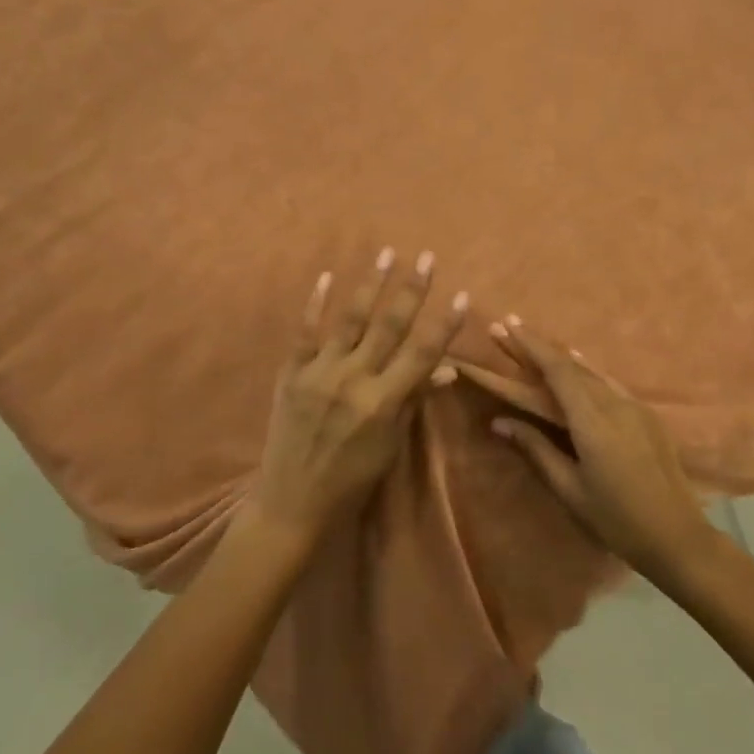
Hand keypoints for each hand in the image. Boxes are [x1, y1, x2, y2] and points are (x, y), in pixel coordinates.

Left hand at [251, 249, 467, 544]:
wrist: (292, 499)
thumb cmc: (352, 478)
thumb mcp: (391, 445)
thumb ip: (414, 401)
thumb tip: (446, 371)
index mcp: (383, 402)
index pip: (422, 354)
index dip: (444, 324)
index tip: (462, 294)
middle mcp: (353, 379)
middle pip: (389, 326)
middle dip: (411, 290)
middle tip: (427, 257)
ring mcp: (320, 372)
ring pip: (350, 319)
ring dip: (371, 285)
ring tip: (386, 254)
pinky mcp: (292, 372)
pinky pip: (305, 332)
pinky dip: (315, 303)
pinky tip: (326, 277)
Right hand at [489, 317, 715, 581]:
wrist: (679, 538)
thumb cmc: (617, 519)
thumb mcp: (570, 489)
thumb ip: (536, 449)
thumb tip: (499, 421)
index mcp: (593, 420)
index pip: (557, 369)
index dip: (531, 344)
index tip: (506, 324)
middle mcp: (615, 403)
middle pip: (572, 364)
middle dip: (539, 345)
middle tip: (508, 329)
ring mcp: (635, 407)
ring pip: (592, 371)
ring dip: (562, 356)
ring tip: (537, 345)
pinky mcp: (647, 416)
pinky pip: (609, 382)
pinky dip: (586, 370)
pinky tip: (579, 369)